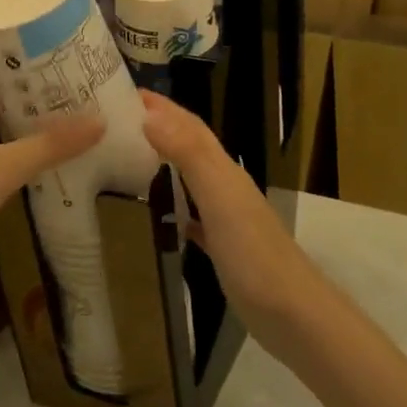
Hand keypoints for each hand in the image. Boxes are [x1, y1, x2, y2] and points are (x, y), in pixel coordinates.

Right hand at [139, 90, 314, 336]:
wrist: (293, 315)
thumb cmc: (253, 254)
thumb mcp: (219, 197)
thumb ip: (189, 154)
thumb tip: (150, 115)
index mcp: (223, 170)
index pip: (189, 125)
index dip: (161, 106)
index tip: (122, 92)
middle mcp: (225, 186)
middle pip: (189, 145)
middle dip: (157, 126)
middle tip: (114, 121)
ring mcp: (226, 217)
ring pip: (189, 177)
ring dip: (162, 161)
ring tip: (125, 158)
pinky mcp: (223, 247)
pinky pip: (192, 214)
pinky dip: (172, 204)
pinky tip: (155, 213)